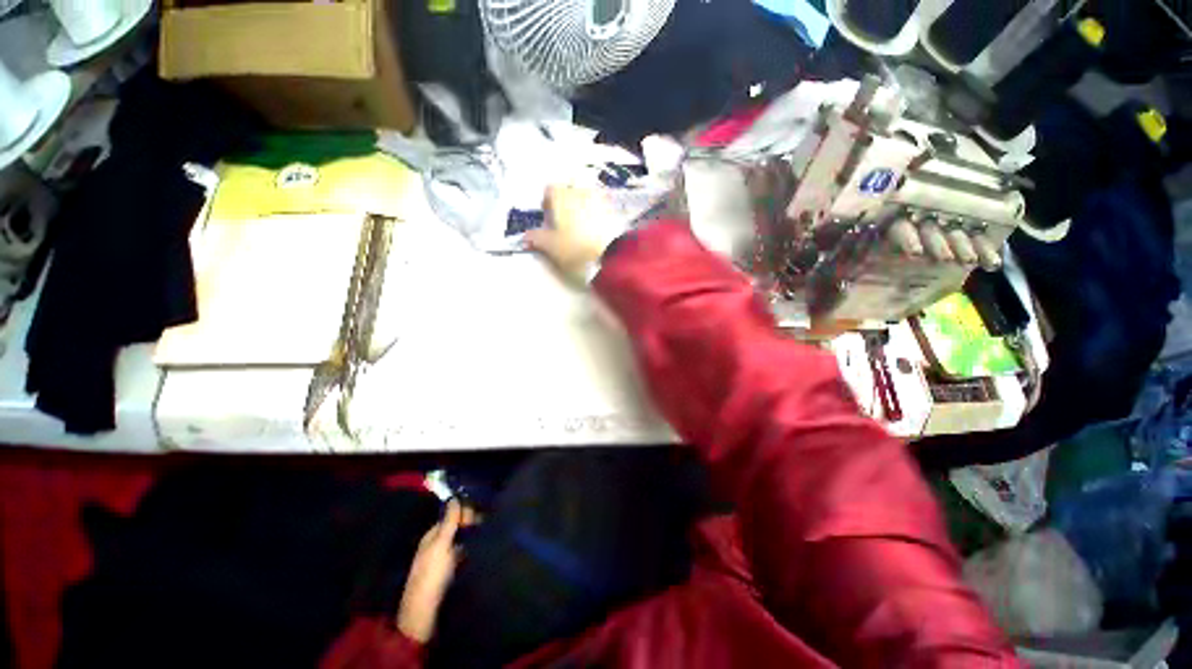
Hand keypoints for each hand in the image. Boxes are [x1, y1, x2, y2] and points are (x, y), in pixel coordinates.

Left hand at [396, 499, 477, 642]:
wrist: (425, 612)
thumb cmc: (431, 575)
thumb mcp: (440, 545)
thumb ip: (448, 522)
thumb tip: (454, 498)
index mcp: (432, 536)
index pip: (450, 516)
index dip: (465, 513)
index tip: (481, 513)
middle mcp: (437, 545)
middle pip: (456, 528)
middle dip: (470, 524)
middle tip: (488, 523)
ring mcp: (444, 560)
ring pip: (461, 541)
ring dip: (473, 536)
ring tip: (490, 533)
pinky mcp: (451, 572)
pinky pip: (464, 555)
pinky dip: (472, 550)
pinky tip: (483, 549)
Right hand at [526, 186, 623, 283]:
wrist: (609, 256)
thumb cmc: (575, 248)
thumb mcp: (550, 246)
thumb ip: (536, 238)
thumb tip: (526, 236)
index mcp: (562, 196)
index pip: (550, 190)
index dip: (547, 203)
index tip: (547, 218)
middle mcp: (580, 192)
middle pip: (569, 191)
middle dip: (565, 203)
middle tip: (563, 223)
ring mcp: (599, 200)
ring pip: (586, 197)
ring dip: (581, 208)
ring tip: (579, 228)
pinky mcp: (613, 211)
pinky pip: (601, 207)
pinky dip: (595, 215)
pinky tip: (594, 231)